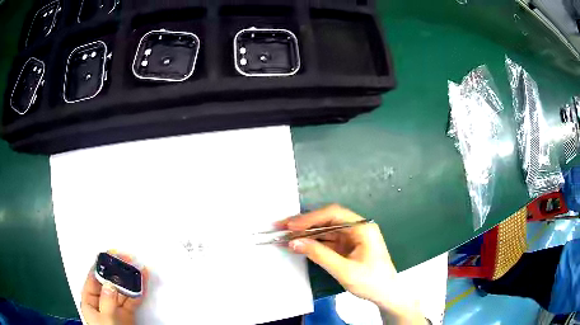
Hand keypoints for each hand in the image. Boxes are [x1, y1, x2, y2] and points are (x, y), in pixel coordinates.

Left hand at [81, 252, 147, 324]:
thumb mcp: (105, 320)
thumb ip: (107, 302)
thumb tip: (110, 283)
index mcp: (90, 301)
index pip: (93, 279)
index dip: (100, 266)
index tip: (109, 255)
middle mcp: (102, 302)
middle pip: (109, 282)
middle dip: (118, 270)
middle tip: (127, 258)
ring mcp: (115, 308)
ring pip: (122, 289)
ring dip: (130, 279)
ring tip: (138, 267)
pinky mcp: (127, 314)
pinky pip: (132, 300)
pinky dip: (138, 291)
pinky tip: (143, 282)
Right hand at [276, 204, 426, 323]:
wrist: (386, 294)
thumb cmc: (371, 282)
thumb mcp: (344, 270)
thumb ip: (319, 255)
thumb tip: (294, 242)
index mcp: (362, 228)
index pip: (333, 214)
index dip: (310, 218)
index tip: (291, 225)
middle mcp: (357, 228)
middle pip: (327, 220)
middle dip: (304, 223)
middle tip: (281, 227)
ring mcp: (352, 237)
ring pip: (325, 230)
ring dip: (306, 233)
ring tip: (285, 235)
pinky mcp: (347, 247)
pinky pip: (327, 241)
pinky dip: (312, 243)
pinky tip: (298, 244)